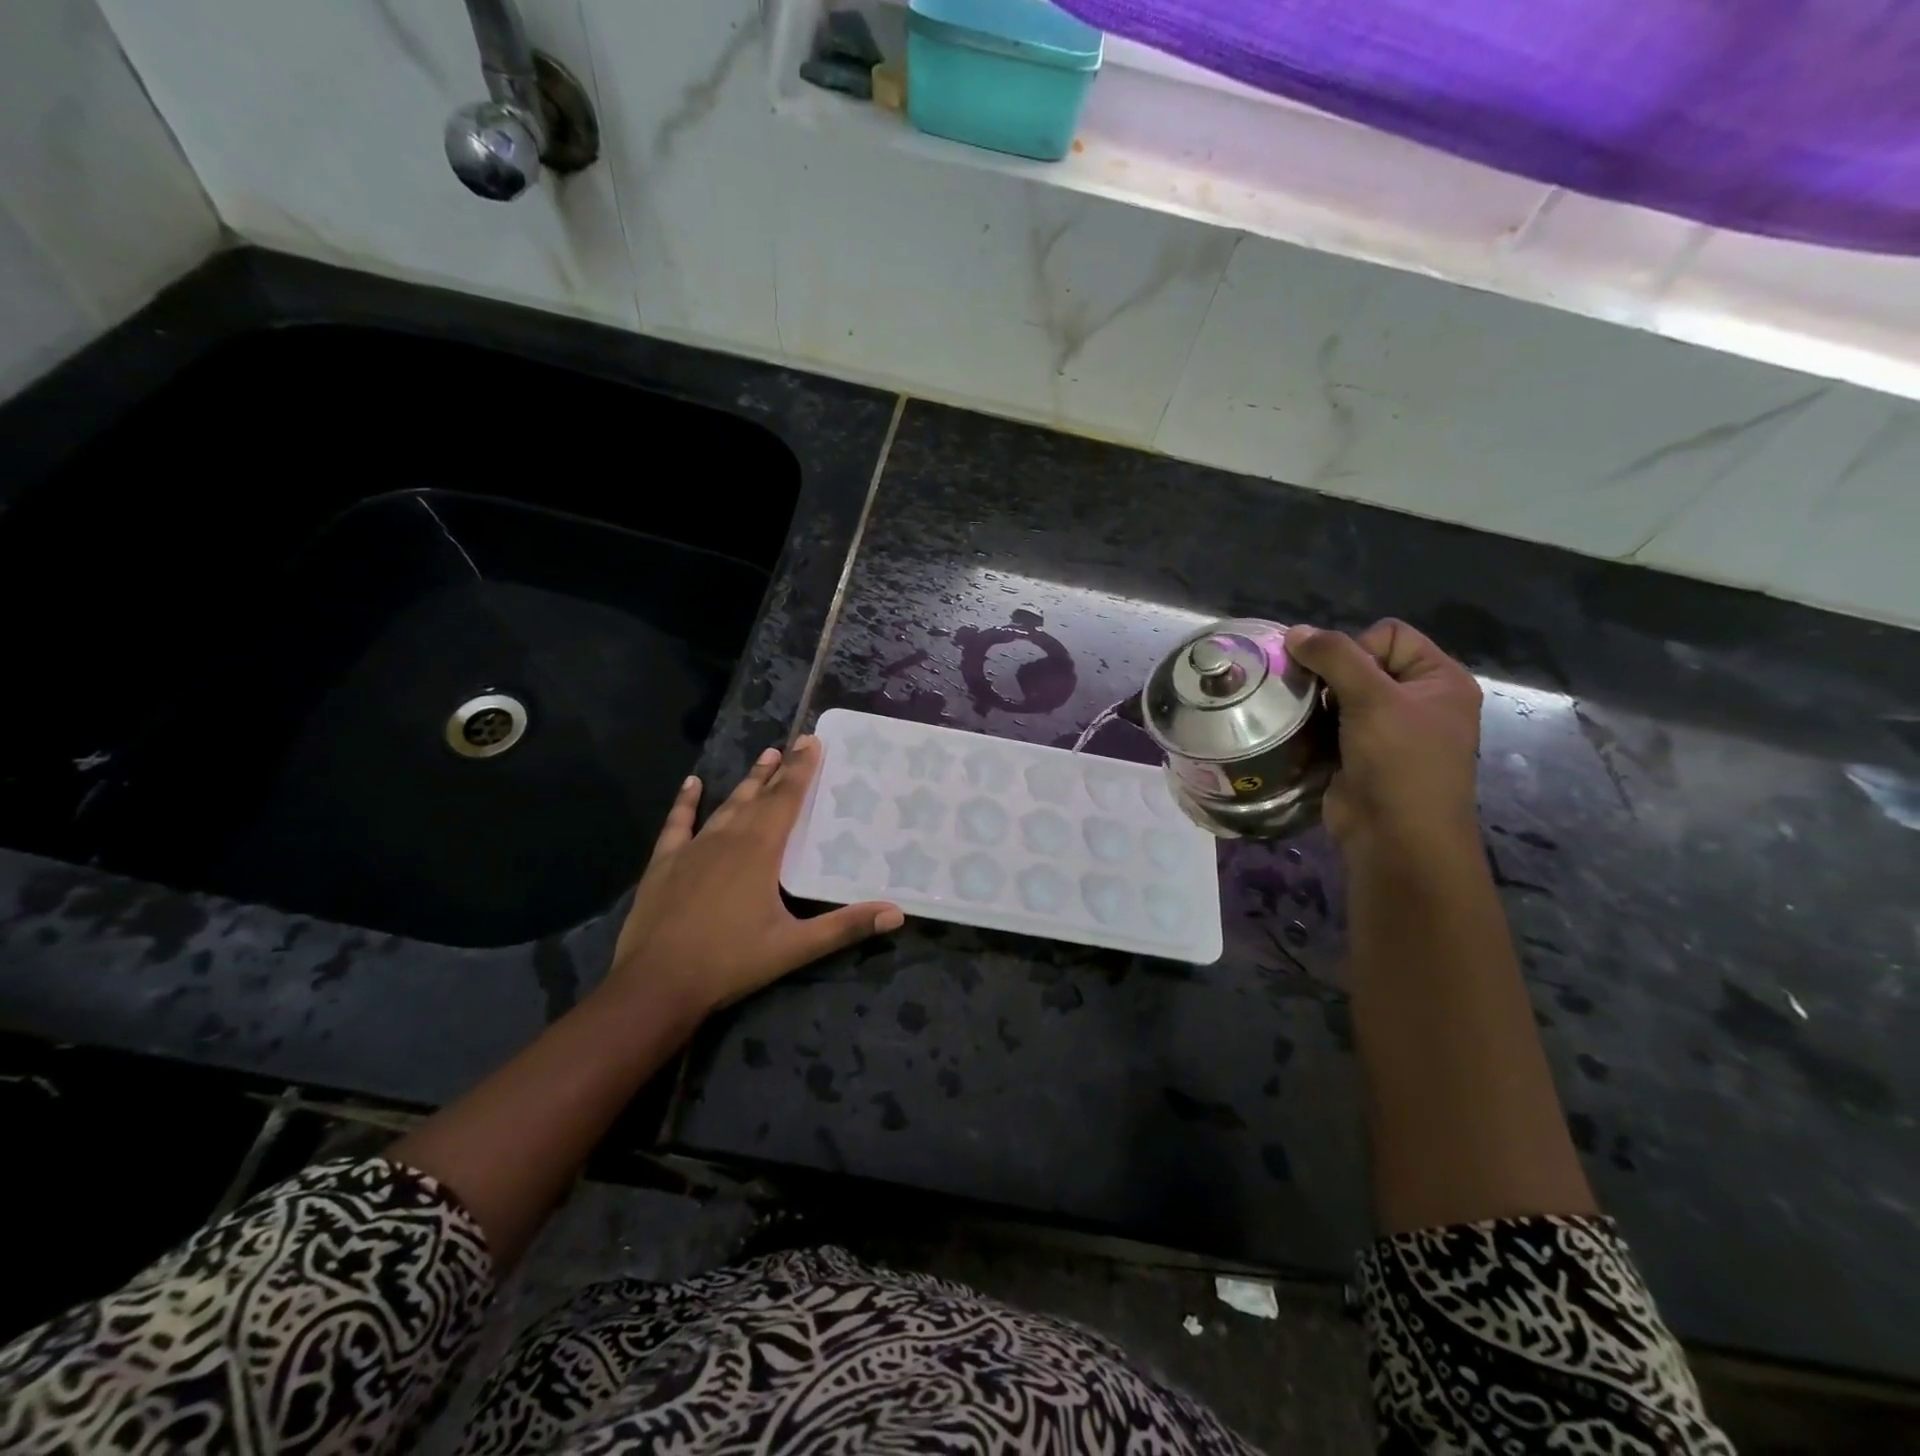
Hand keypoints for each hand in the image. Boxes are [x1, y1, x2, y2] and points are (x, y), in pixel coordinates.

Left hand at [606, 737, 904, 1018]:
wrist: (656, 985)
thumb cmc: (730, 962)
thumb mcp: (795, 947)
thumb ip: (845, 926)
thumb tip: (897, 914)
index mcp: (760, 851)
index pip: (786, 799)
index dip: (801, 770)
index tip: (812, 742)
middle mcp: (728, 839)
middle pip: (759, 796)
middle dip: (780, 770)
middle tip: (795, 744)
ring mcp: (693, 849)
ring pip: (726, 806)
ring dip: (746, 782)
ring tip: (764, 757)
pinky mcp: (664, 864)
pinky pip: (678, 824)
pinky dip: (686, 802)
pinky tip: (691, 784)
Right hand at [1284, 619, 1482, 853]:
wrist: (1396, 838)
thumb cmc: (1399, 762)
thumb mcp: (1373, 699)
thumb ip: (1334, 657)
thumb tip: (1294, 631)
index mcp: (1439, 679)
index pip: (1389, 635)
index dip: (1357, 649)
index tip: (1342, 682)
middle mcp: (1417, 701)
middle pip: (1361, 664)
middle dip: (1329, 677)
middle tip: (1311, 697)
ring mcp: (1387, 731)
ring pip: (1339, 695)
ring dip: (1316, 703)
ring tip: (1298, 716)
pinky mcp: (1359, 755)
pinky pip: (1329, 726)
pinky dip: (1312, 727)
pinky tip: (1297, 735)